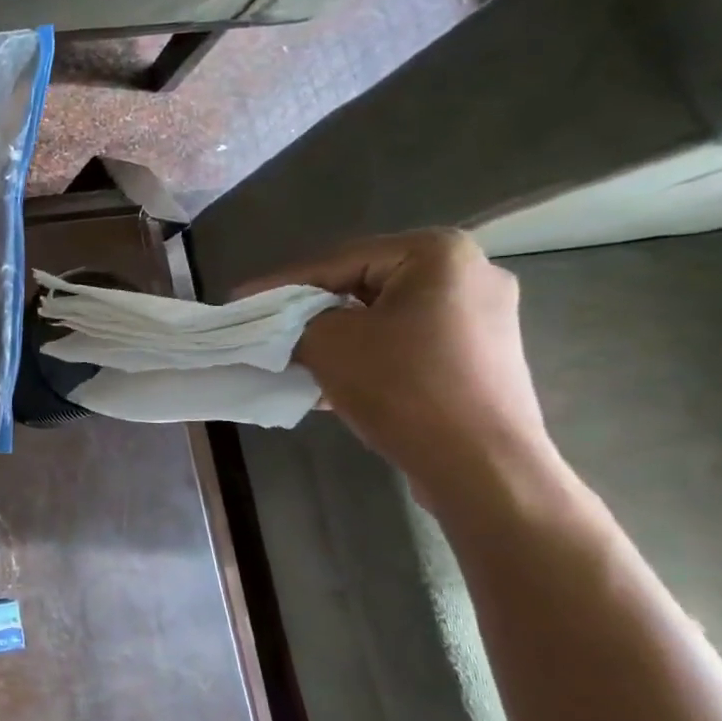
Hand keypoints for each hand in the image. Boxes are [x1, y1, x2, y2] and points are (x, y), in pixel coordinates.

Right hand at [239, 230, 557, 504]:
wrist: (483, 467)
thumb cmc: (404, 388)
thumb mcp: (328, 344)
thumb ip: (295, 321)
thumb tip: (282, 325)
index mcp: (438, 253)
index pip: (336, 262)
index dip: (279, 285)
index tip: (238, 301)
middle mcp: (470, 274)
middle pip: (363, 286)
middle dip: (310, 312)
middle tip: (266, 328)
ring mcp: (482, 318)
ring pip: (384, 318)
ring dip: (336, 338)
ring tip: (292, 357)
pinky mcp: (481, 358)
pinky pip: (408, 344)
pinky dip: (368, 356)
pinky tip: (330, 382)